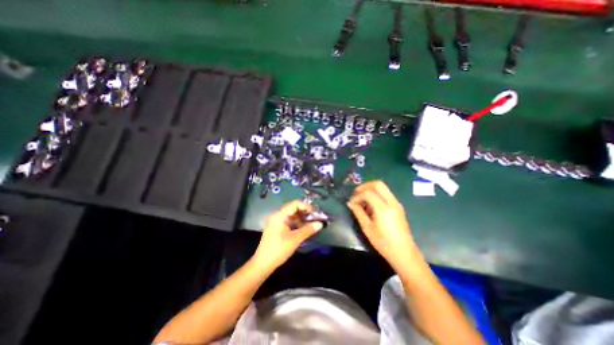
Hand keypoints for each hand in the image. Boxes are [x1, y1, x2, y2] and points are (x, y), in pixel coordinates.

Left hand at [251, 200, 323, 269]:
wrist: (263, 264)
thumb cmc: (279, 249)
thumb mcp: (295, 239)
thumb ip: (308, 230)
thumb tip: (320, 224)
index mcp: (280, 216)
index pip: (294, 204)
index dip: (306, 206)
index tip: (314, 213)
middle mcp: (277, 216)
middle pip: (293, 208)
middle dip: (304, 212)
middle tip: (314, 218)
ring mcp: (276, 222)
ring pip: (291, 215)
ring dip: (301, 218)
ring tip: (310, 224)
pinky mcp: (277, 228)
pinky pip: (288, 221)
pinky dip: (296, 223)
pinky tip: (302, 228)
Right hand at [344, 180, 422, 271]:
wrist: (404, 253)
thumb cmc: (383, 243)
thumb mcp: (367, 228)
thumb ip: (358, 213)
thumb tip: (350, 203)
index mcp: (383, 209)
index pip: (368, 193)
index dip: (357, 195)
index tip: (351, 203)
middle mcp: (392, 202)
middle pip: (377, 184)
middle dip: (364, 186)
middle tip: (356, 194)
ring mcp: (397, 203)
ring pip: (383, 187)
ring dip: (370, 189)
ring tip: (362, 199)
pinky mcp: (398, 206)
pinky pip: (386, 193)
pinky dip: (376, 194)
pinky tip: (370, 204)